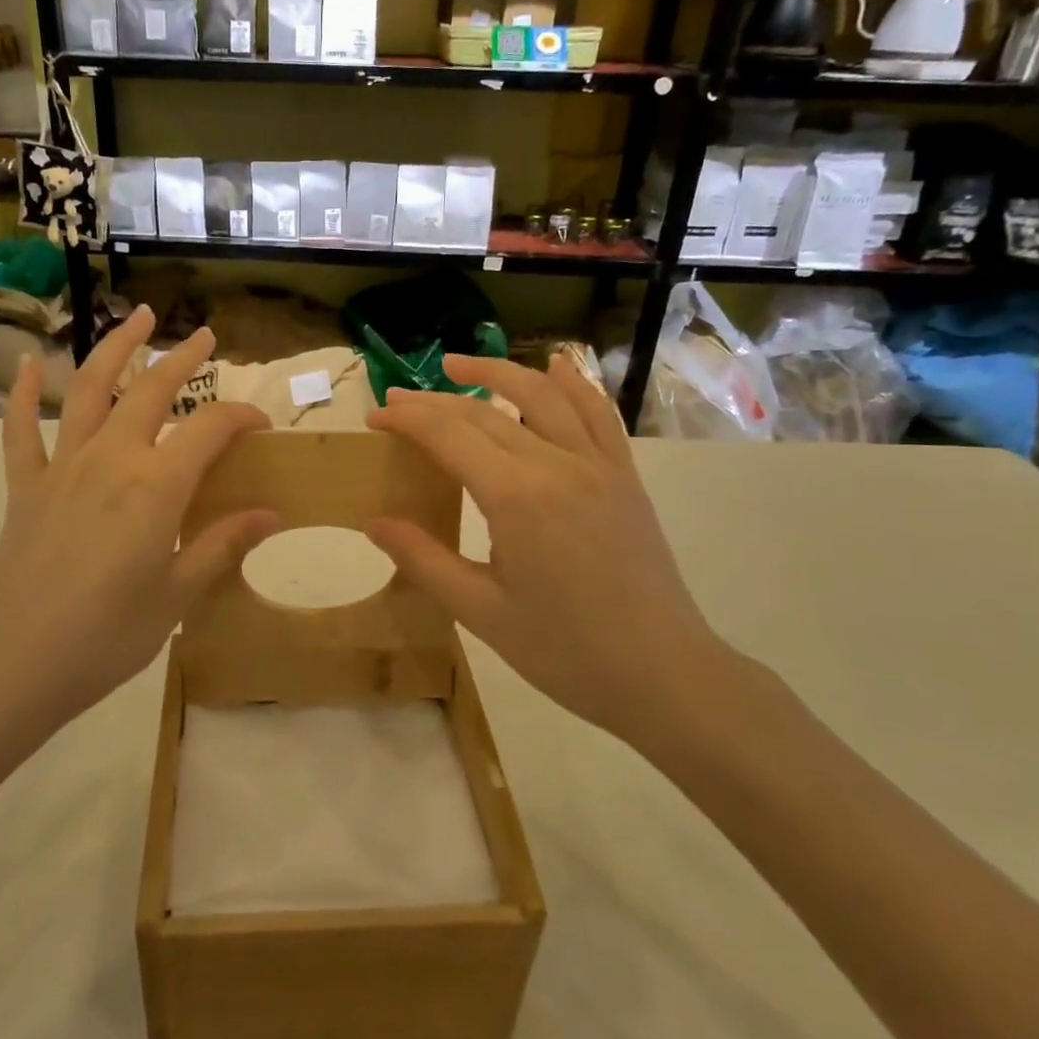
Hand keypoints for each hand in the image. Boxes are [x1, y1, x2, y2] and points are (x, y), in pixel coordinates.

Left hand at [0, 306, 275, 747]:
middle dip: (183, 358)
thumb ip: (221, 544)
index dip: (241, 417)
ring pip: (89, 389)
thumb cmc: (105, 637)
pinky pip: (20, 429)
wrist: (10, 665)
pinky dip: (20, 392)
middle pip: (152, 391)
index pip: (211, 429)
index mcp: (156, 485)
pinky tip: (24, 363)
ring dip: (115, 348)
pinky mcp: (25, 486)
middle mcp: (111, 459)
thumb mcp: (176, 596)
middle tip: (205, 335)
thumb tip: (271, 514)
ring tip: (135, 316)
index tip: (262, 424)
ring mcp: (62, 467)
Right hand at [365, 354, 723, 743]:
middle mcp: (556, 464)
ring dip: (497, 372)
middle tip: (396, 397)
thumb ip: (424, 560)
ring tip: (457, 364)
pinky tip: (557, 364)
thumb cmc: (565, 651)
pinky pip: (598, 414)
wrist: (663, 674)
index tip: (375, 415)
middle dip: (434, 400)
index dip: (407, 418)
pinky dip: (575, 383)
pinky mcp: (623, 476)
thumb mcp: (481, 612)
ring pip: (542, 395)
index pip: (448, 434)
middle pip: (484, 413)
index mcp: (516, 497)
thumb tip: (374, 522)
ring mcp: (597, 465)